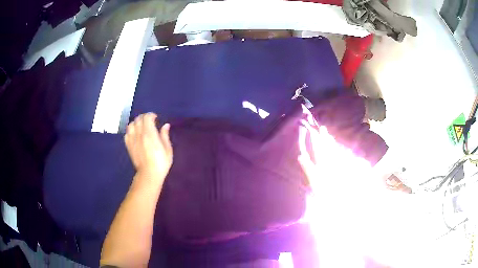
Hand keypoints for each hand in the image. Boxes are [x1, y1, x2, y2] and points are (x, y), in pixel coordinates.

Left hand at [124, 113, 172, 177]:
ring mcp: (132, 140)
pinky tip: (135, 134)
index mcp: (150, 133)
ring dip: (137, 122)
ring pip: (131, 124)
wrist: (149, 174)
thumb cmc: (161, 162)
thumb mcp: (167, 149)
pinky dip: (131, 130)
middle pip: (139, 119)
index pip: (147, 117)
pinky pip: (127, 133)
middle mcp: (139, 134)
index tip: (156, 118)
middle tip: (149, 121)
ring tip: (141, 126)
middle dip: (144, 117)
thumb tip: (165, 125)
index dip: (151, 115)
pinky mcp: (128, 145)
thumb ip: (165, 135)